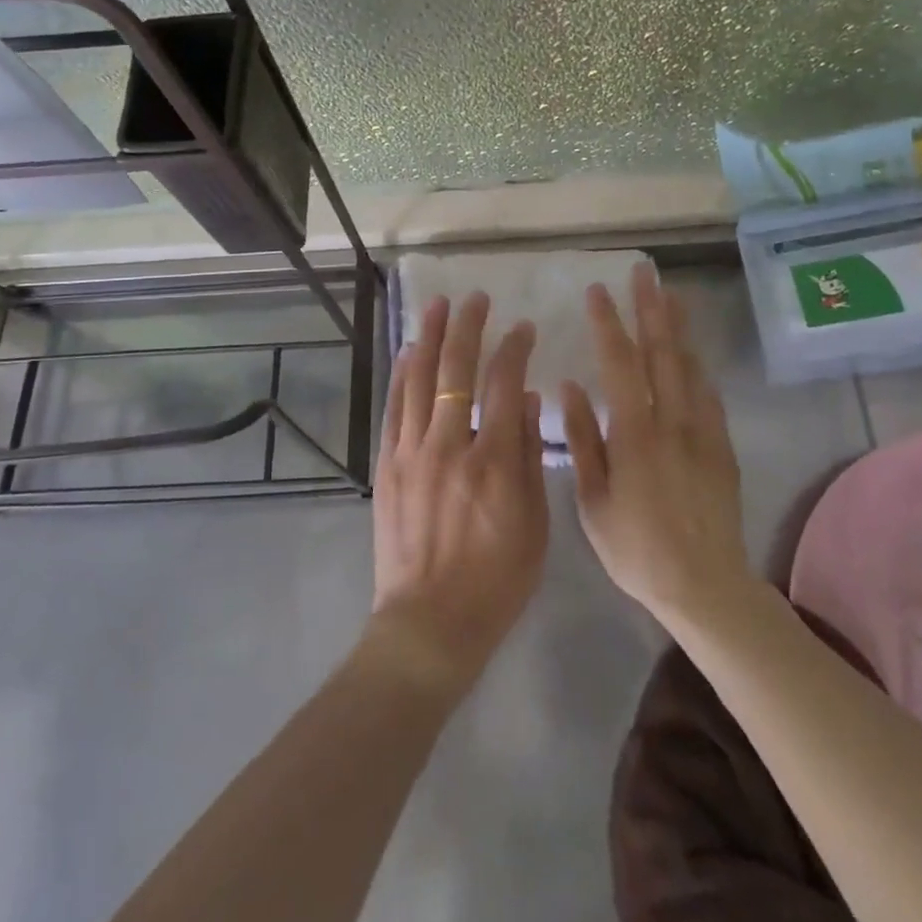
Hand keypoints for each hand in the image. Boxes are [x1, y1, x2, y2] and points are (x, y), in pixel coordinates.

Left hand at [369, 291, 546, 693]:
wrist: (429, 623)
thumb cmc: (496, 581)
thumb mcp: (534, 525)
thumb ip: (531, 458)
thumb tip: (530, 400)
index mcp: (494, 461)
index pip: (505, 384)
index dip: (514, 349)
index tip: (522, 327)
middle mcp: (449, 445)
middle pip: (457, 370)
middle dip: (468, 327)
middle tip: (476, 298)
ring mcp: (411, 452)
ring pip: (419, 379)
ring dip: (429, 337)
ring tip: (437, 305)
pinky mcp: (387, 464)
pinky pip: (394, 407)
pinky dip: (401, 374)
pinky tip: (407, 352)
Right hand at [561, 263, 753, 627]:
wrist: (705, 586)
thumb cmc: (636, 548)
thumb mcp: (593, 501)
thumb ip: (582, 440)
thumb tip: (570, 388)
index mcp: (635, 433)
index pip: (620, 363)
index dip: (609, 323)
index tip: (598, 291)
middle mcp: (671, 421)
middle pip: (661, 352)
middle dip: (650, 308)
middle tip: (644, 272)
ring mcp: (702, 431)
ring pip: (689, 366)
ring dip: (678, 327)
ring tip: (670, 294)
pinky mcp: (722, 446)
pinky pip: (709, 394)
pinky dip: (697, 366)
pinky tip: (691, 352)